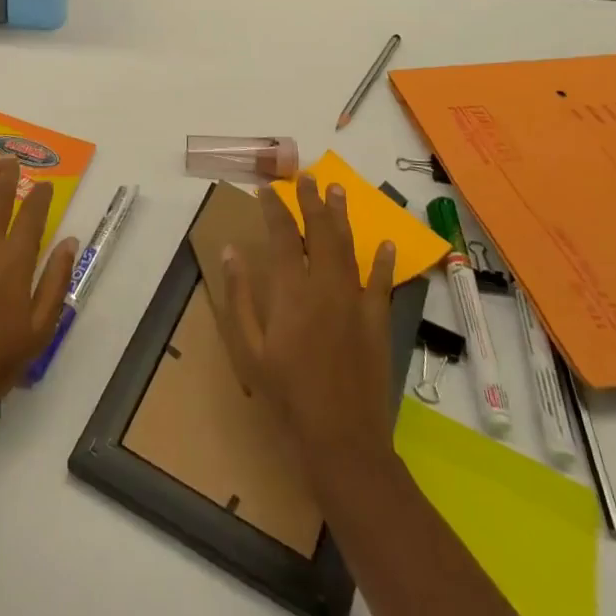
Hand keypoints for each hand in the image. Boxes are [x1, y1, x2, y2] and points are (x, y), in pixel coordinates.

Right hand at [219, 175, 397, 478]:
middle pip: (318, 232)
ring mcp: (355, 301)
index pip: (281, 235)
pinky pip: (381, 282)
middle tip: (306, 176)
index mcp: (291, 292)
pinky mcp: (377, 321)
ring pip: (348, 247)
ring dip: (341, 217)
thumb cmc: (287, 395)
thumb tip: (231, 251)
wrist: (342, 438)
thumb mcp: (249, 349)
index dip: (274, 208)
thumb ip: (240, 296)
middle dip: (310, 201)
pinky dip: (383, 261)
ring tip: (337, 190)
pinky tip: (384, 243)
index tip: (266, 188)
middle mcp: (325, 286)